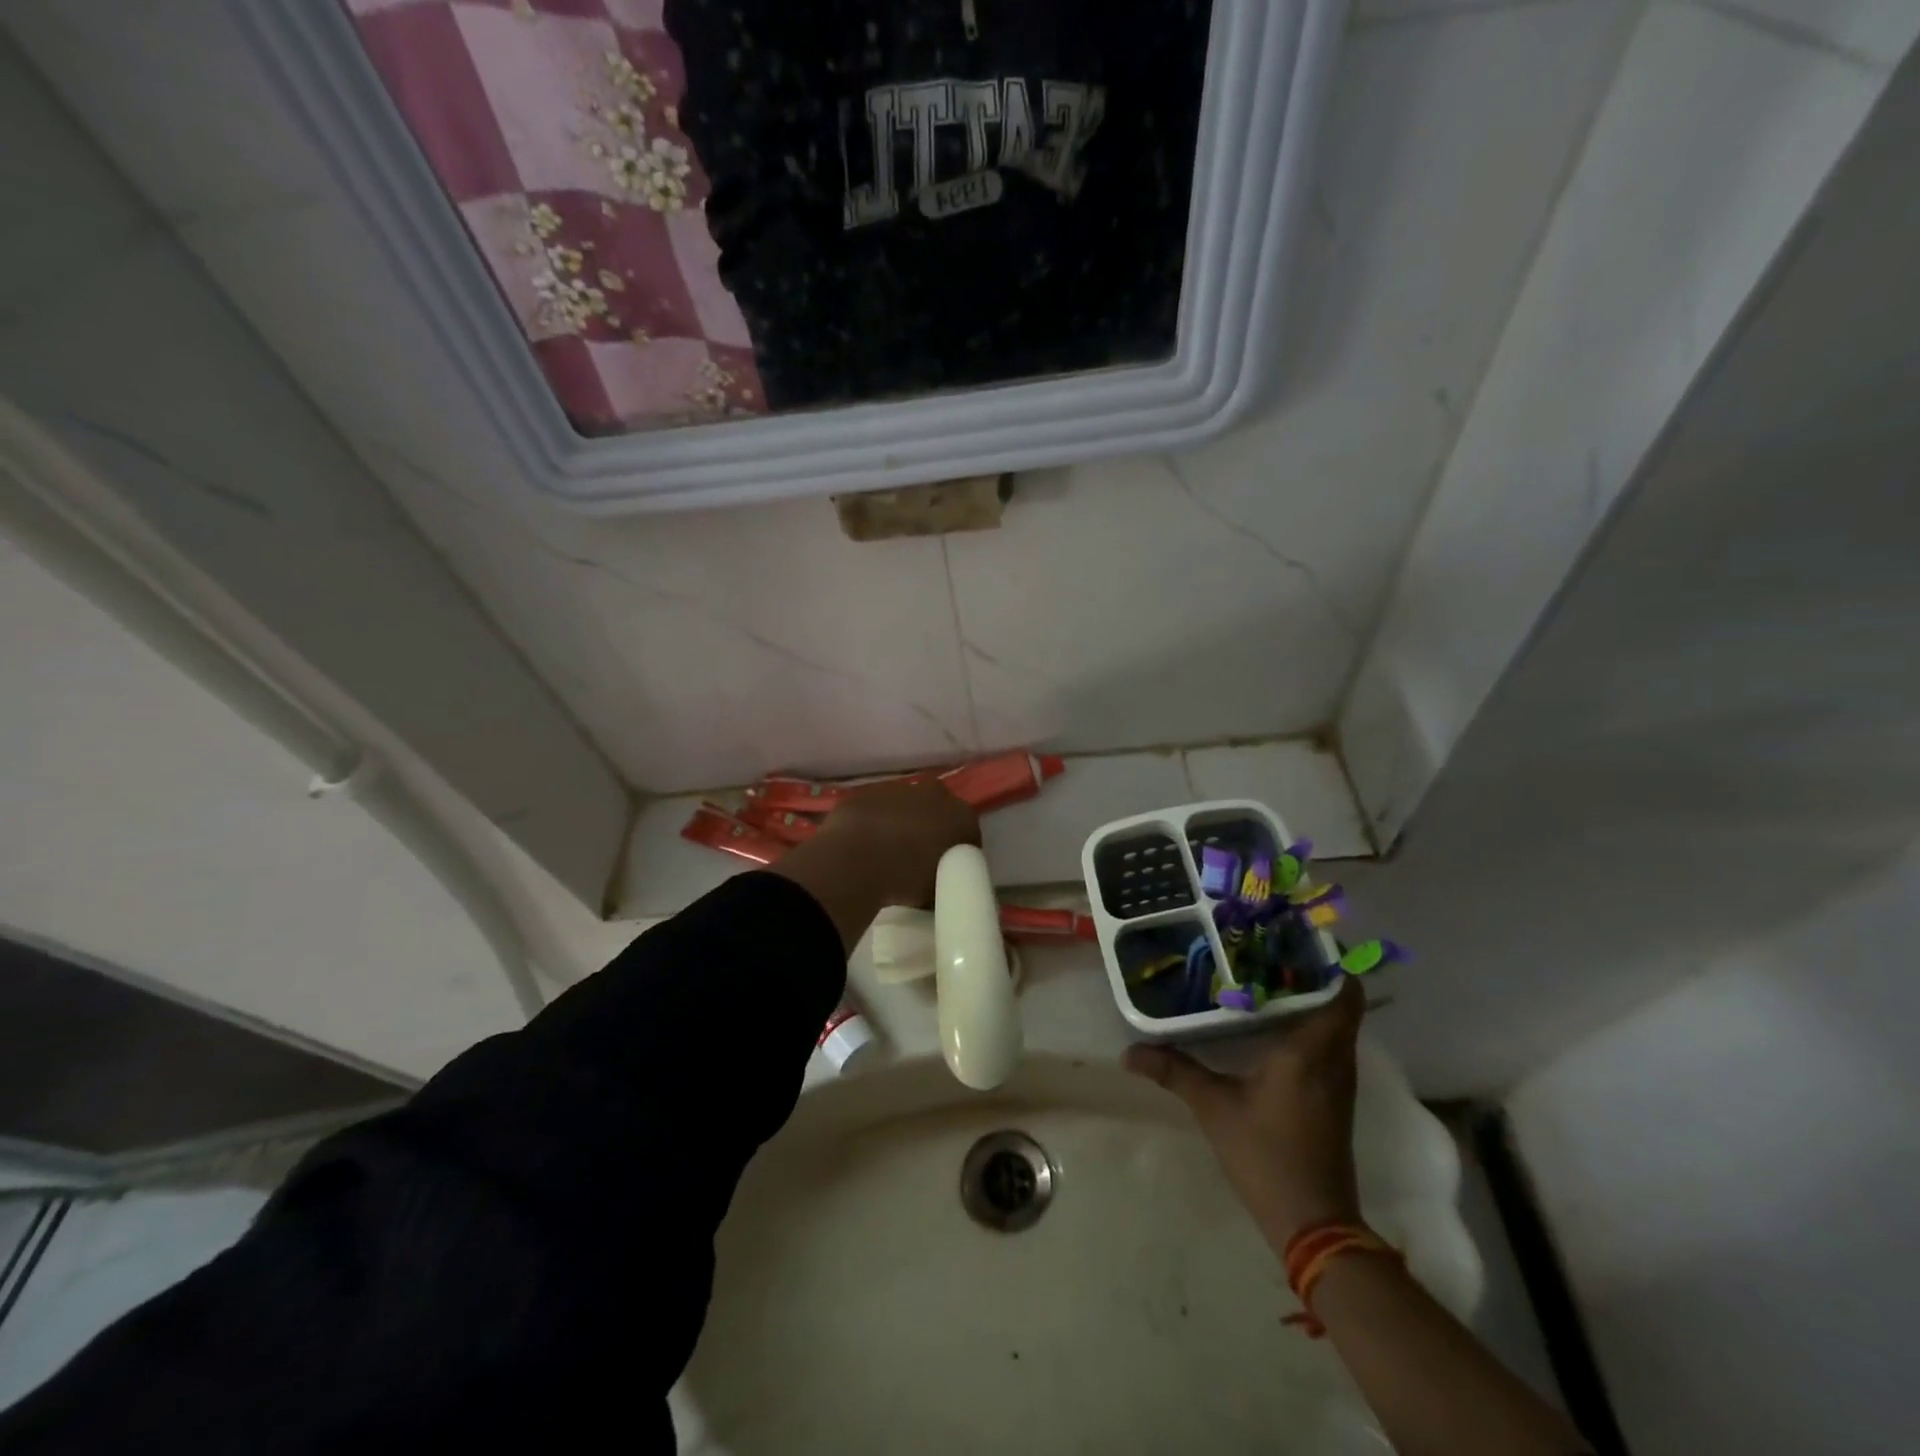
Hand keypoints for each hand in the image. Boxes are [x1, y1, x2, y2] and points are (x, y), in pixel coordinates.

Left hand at [814, 778, 981, 906]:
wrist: (855, 860)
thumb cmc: (906, 878)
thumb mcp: (939, 890)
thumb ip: (947, 879)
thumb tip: (943, 882)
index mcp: (961, 816)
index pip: (969, 833)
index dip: (959, 853)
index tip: (948, 870)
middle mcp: (936, 793)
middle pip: (939, 812)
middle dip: (932, 830)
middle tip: (919, 859)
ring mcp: (899, 788)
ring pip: (907, 806)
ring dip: (902, 823)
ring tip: (889, 853)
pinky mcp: (867, 791)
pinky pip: (877, 809)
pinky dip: (875, 823)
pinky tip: (865, 845)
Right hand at [1123, 975, 1365, 1249]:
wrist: (1313, 1222)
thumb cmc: (1266, 1154)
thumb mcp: (1214, 1106)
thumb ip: (1174, 1071)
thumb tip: (1128, 1052)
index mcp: (1312, 1050)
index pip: (1342, 993)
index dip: (1329, 961)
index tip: (1297, 938)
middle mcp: (1335, 1059)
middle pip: (1338, 1002)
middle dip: (1311, 973)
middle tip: (1269, 949)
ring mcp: (1339, 1081)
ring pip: (1336, 1024)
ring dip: (1311, 998)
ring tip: (1266, 976)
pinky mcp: (1334, 1098)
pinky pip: (1330, 1045)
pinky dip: (1310, 1025)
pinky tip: (1272, 1023)